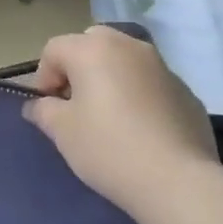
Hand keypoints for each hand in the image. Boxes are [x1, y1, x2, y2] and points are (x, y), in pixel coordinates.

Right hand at [23, 26, 217, 215]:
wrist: (177, 180)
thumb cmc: (109, 148)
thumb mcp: (62, 132)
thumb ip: (44, 111)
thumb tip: (38, 105)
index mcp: (93, 49)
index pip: (54, 49)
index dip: (44, 77)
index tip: (48, 109)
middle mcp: (128, 45)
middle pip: (91, 43)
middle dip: (78, 68)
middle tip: (76, 105)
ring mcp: (161, 65)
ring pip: (124, 59)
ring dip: (110, 77)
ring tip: (109, 116)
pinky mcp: (184, 89)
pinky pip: (149, 82)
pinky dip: (138, 94)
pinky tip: (140, 129)